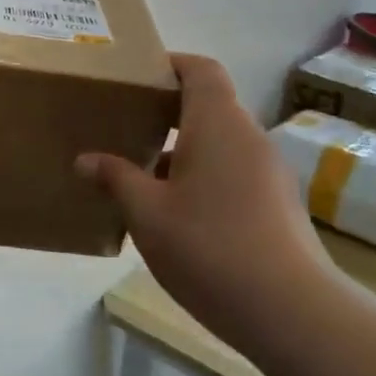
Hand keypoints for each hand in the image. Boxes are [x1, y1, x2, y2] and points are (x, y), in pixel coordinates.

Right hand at [77, 54, 338, 354]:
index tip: (137, 78)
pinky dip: (204, 178)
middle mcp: (248, 137)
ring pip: (220, 144)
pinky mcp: (278, 204)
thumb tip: (85, 160)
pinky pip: (234, 173)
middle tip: (127, 128)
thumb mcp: (147, 213)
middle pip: (209, 106)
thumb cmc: (209, 247)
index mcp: (218, 123)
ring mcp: (269, 172)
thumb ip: (116, 179)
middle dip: (168, 114)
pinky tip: (177, 216)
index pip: (200, 69)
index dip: (170, 65)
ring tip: (143, 177)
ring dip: (184, 152)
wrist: (290, 310)